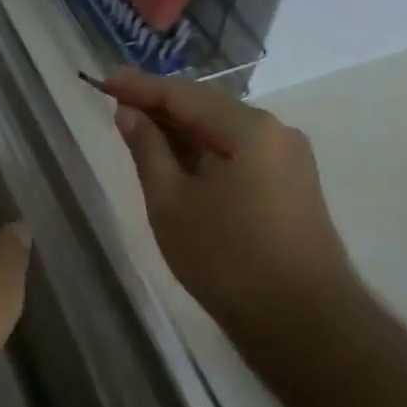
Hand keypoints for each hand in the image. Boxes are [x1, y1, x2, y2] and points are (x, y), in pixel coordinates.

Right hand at [102, 71, 362, 348]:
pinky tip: (178, 161)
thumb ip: (148, 150)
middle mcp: (276, 132)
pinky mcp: (292, 186)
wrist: (304, 325)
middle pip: (207, 107)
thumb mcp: (171, 203)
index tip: (102, 81)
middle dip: (160, 105)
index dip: (139, 87)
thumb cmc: (227, 260)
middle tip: (116, 103)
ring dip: (181, 130)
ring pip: (223, 131)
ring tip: (139, 130)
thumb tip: (129, 113)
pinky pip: (239, 153)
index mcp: (249, 128)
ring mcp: (290, 159)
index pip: (182, 94)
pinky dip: (204, 152)